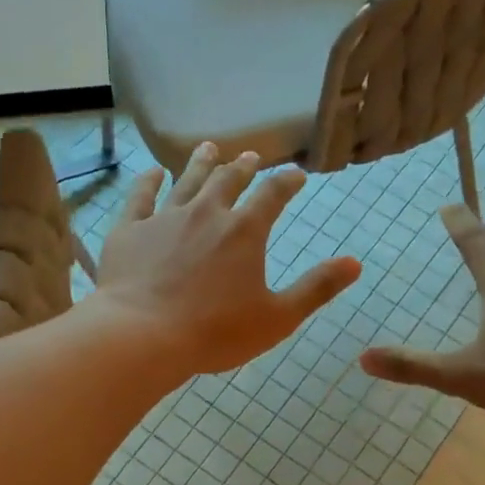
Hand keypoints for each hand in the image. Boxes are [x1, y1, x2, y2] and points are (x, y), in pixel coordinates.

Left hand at [94, 144, 361, 374]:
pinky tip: (151, 174)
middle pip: (228, 180)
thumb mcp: (277, 318)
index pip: (273, 195)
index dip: (287, 182)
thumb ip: (316, 288)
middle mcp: (206, 212)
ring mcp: (164, 218)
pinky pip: (140, 198)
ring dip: (199, 163)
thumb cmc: (216, 332)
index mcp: (245, 231)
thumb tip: (355, 263)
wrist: (143, 336)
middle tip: (249, 157)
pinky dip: (147, 183)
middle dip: (242, 167)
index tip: (296, 175)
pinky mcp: (129, 231)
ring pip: (185, 181)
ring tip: (208, 148)